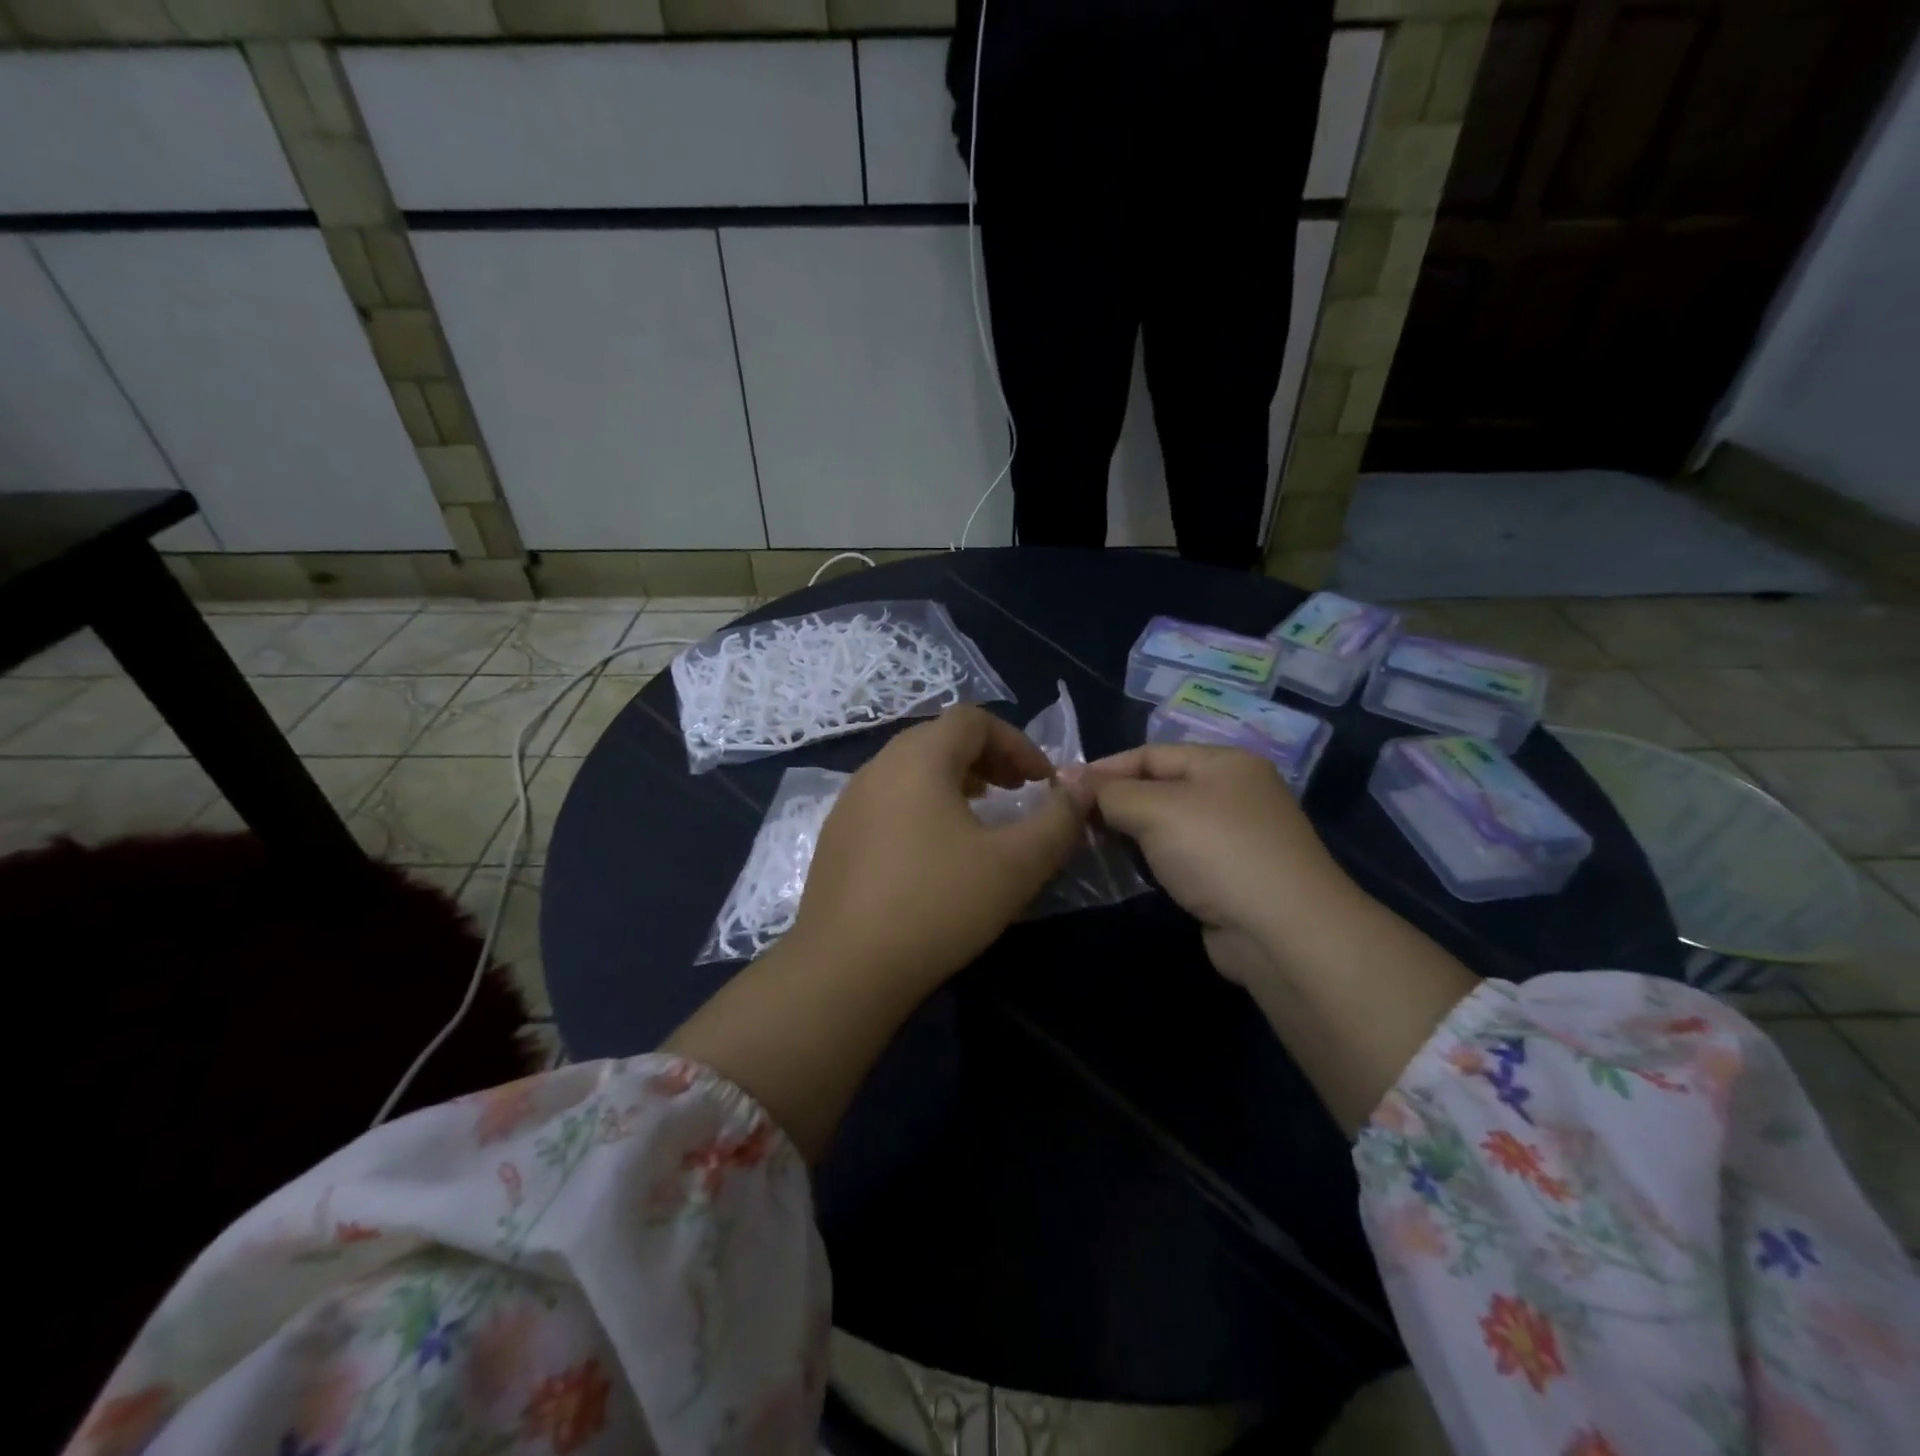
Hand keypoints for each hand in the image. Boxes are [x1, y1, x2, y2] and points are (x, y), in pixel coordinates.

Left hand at [787, 705, 1093, 987]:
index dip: (1016, 742)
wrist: (845, 969)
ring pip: (910, 769)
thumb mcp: (1015, 865)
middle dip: (986, 758)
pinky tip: (933, 853)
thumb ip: (1058, 821)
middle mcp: (877, 767)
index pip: (973, 719)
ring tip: (979, 818)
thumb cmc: (937, 906)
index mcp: (918, 759)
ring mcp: (849, 801)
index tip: (1041, 782)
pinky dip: (921, 806)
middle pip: (939, 738)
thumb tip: (1082, 787)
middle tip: (1014, 793)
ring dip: (953, 781)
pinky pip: (887, 800)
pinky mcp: (836, 836)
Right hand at [1088, 743, 1351, 982]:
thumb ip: (1110, 792)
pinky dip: (1151, 859)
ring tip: (1089, 846)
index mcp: (1224, 763)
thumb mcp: (1156, 810)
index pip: (1150, 754)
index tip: (1061, 790)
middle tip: (1072, 822)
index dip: (1104, 769)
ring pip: (1167, 825)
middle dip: (1114, 802)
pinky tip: (1127, 870)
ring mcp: (1236, 837)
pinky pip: (1179, 857)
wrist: (1284, 933)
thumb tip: (1068, 777)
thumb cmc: (1218, 853)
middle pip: (1158, 787)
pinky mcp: (1231, 877)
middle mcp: (1234, 793)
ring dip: (1129, 833)